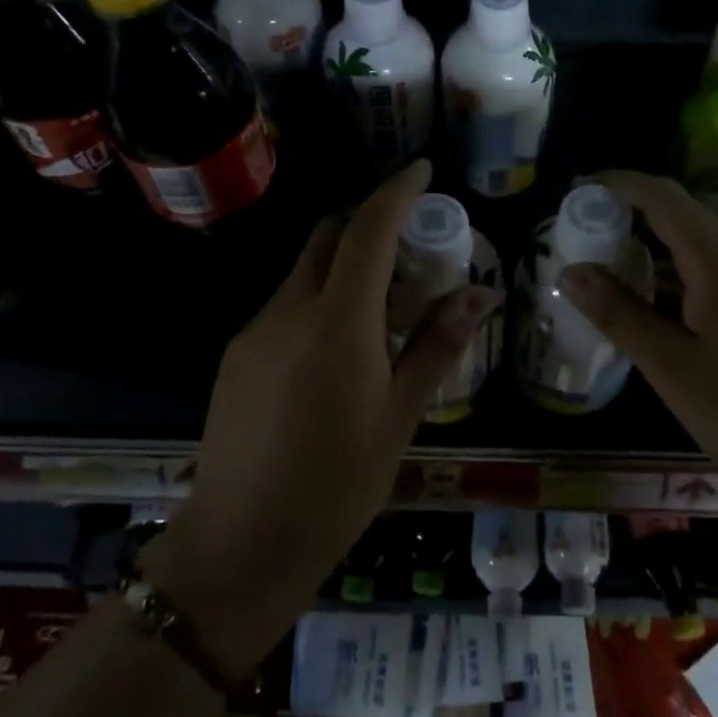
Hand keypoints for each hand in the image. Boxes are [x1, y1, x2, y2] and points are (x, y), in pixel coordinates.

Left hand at [142, 160, 499, 680]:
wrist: (239, 546)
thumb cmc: (336, 486)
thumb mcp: (400, 417)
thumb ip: (437, 346)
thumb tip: (480, 294)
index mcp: (337, 322)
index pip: (368, 231)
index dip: (396, 192)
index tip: (423, 170)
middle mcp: (289, 310)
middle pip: (329, 236)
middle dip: (370, 221)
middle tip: (411, 240)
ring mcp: (255, 331)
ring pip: (305, 270)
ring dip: (345, 263)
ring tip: (385, 302)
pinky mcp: (237, 354)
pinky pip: (286, 303)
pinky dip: (320, 297)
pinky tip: (341, 343)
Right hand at [556, 170, 717, 513]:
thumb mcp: (673, 367)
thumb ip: (619, 314)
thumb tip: (569, 273)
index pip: (661, 195)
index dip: (615, 185)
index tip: (574, 194)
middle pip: (678, 215)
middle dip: (626, 218)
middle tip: (579, 240)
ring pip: (696, 246)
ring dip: (649, 250)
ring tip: (604, 271)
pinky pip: (714, 272)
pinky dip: (674, 276)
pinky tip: (652, 307)